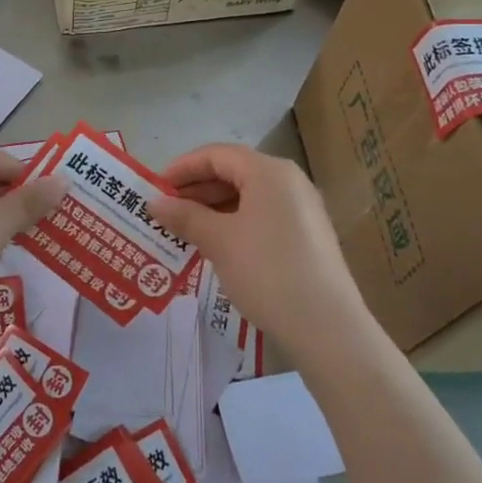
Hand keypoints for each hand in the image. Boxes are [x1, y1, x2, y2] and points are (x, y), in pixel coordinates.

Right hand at [148, 144, 367, 354]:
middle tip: (166, 211)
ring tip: (184, 230)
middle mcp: (289, 181)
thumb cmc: (267, 271)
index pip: (216, 155)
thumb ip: (185, 216)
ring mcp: (302, 209)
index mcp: (269, 171)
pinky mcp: (307, 236)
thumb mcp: (219, 241)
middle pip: (233, 172)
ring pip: (248, 196)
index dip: (182, 168)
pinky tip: (216, 246)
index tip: (154, 188)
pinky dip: (234, 223)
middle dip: (196, 189)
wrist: (327, 327)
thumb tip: (154, 203)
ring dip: (213, 208)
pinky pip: (262, 216)